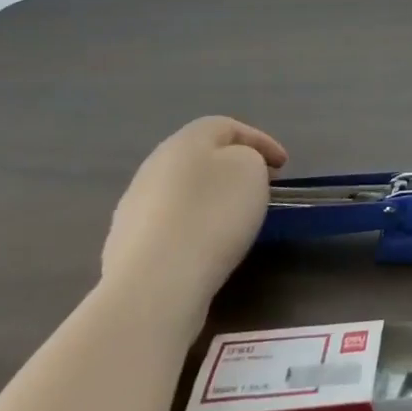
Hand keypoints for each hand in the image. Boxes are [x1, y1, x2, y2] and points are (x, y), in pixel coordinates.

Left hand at [100, 116, 288, 325]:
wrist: (154, 283)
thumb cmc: (212, 215)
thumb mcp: (250, 171)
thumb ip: (248, 158)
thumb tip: (232, 170)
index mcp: (185, 141)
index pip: (228, 127)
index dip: (261, 141)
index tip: (284, 167)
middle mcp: (154, 166)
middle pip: (201, 157)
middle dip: (233, 168)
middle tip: (261, 186)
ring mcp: (134, 206)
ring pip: (183, 191)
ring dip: (210, 197)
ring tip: (235, 219)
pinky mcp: (127, 245)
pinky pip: (170, 224)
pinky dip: (193, 226)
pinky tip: (205, 246)